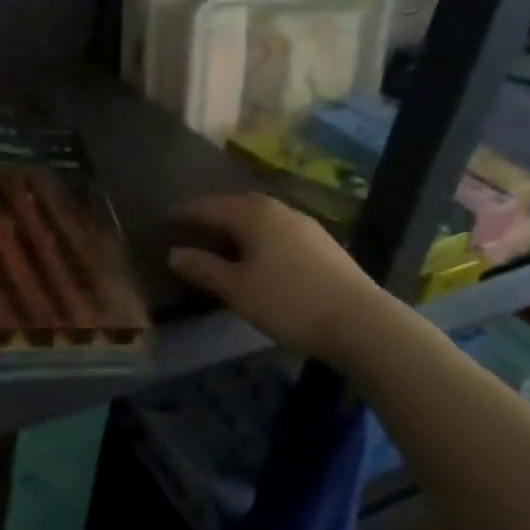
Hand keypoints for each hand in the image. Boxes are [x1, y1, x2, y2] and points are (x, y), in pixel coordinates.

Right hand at [168, 193, 390, 367]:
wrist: (362, 323)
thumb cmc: (289, 302)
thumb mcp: (237, 289)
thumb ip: (204, 269)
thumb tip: (174, 253)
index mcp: (254, 215)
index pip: (211, 205)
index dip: (187, 211)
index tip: (167, 216)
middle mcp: (280, 211)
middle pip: (239, 205)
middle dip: (214, 213)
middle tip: (192, 225)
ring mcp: (306, 227)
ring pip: (262, 218)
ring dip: (239, 225)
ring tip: (222, 240)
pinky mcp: (323, 246)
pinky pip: (279, 231)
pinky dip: (259, 237)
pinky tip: (258, 256)